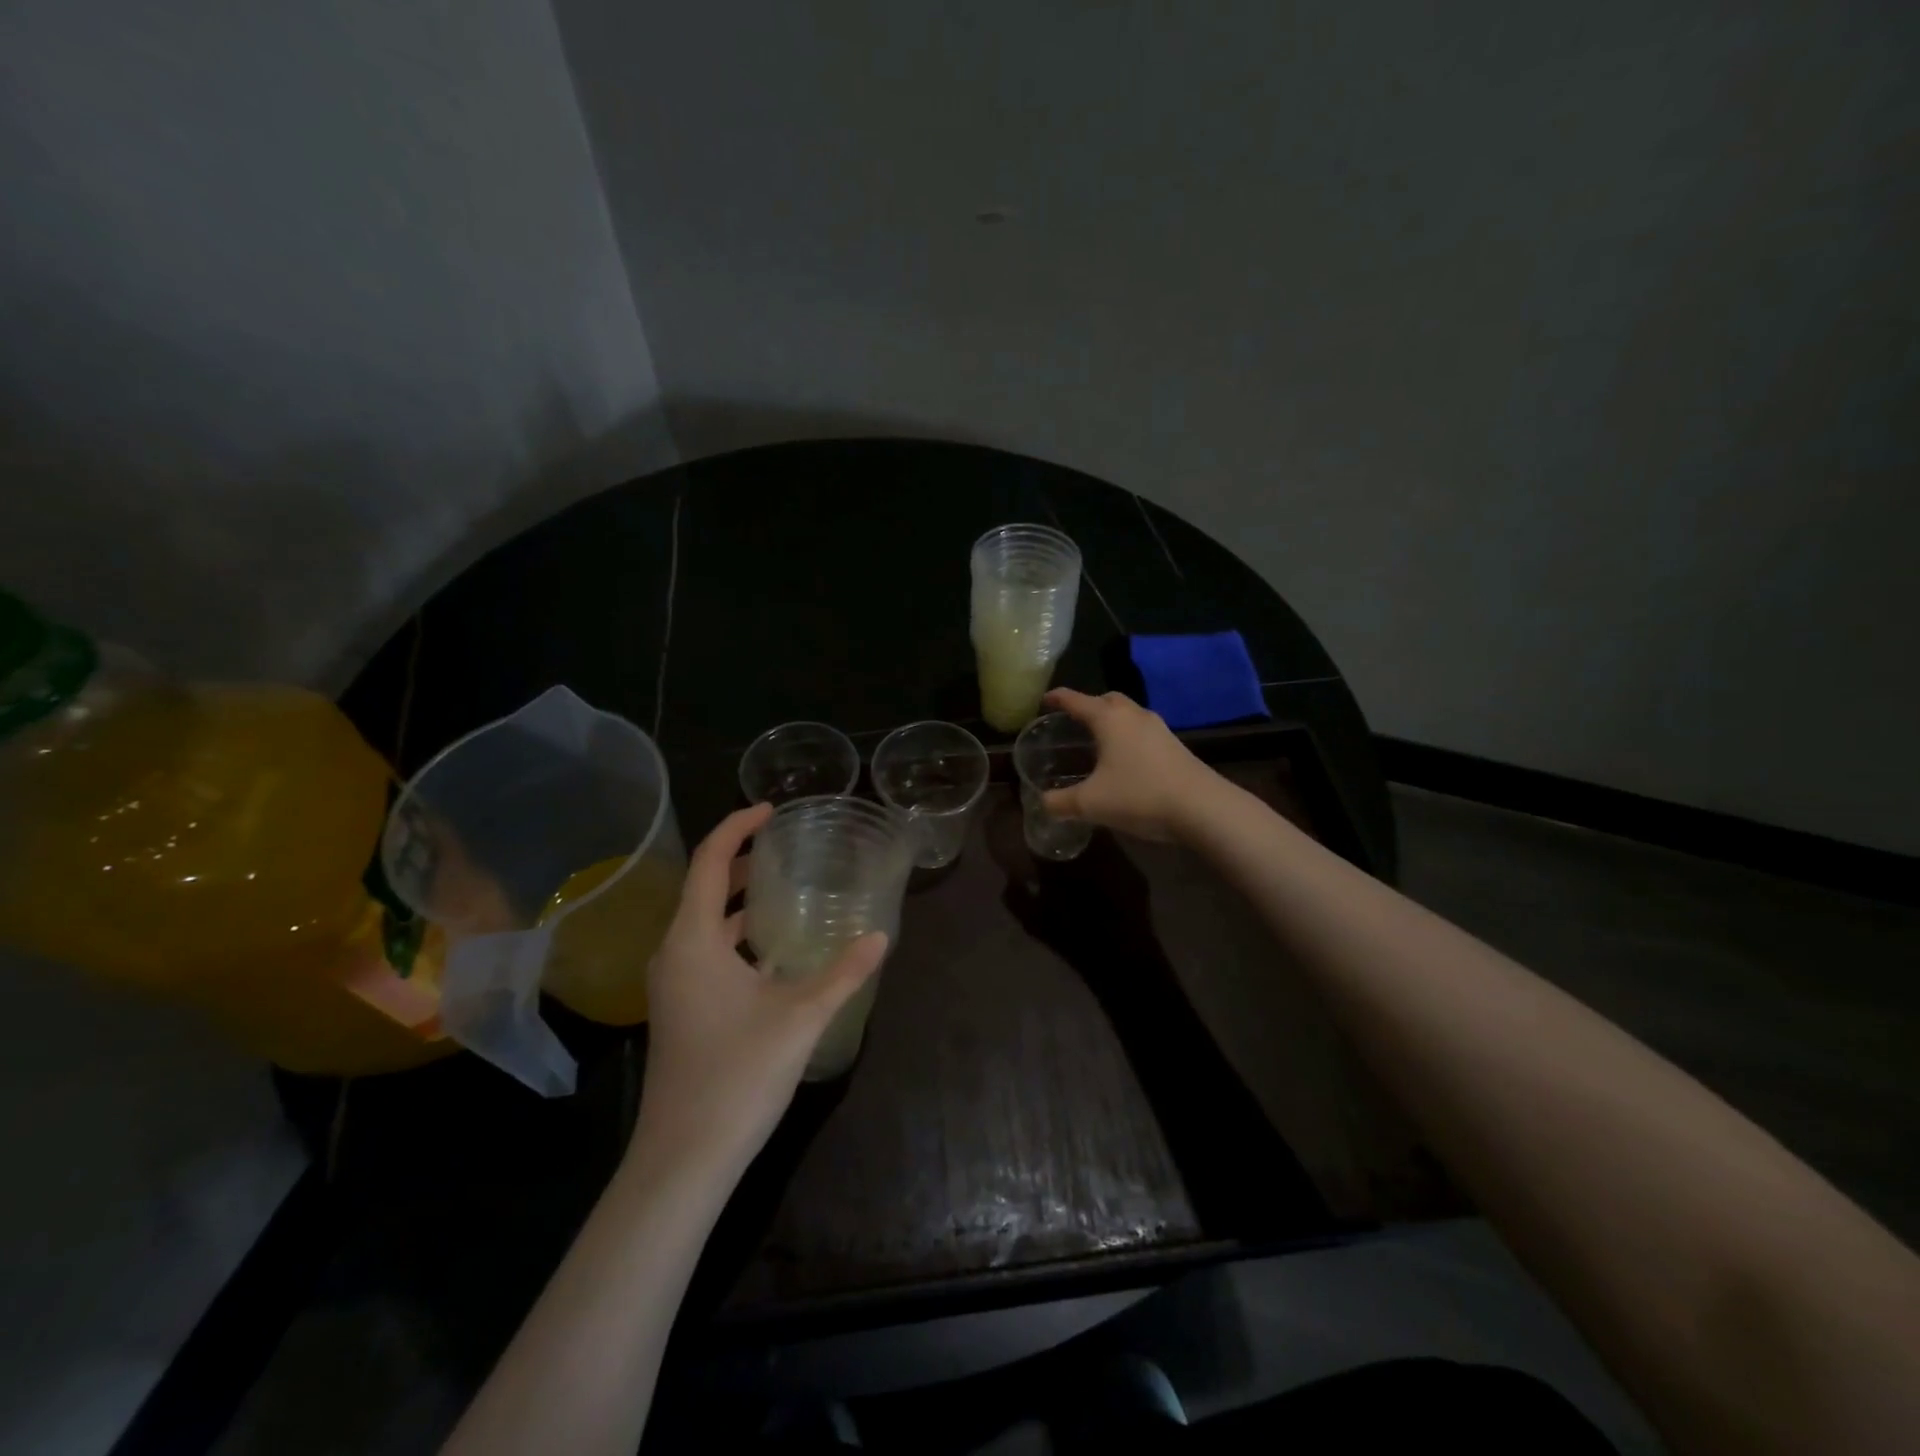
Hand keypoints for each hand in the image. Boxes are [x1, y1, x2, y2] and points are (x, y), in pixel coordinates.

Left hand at [631, 804, 887, 1179]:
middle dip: (739, 862)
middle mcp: (673, 954)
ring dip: (736, 901)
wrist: (684, 1159)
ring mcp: (672, 986)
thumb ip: (843, 972)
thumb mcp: (801, 1017)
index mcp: (692, 941)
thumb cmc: (737, 1075)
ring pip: (703, 924)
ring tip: (782, 889)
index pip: (707, 862)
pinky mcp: (680, 1011)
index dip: (736, 828)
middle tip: (784, 848)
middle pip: (701, 888)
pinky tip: (772, 952)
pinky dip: (734, 935)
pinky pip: (705, 952)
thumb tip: (879, 936)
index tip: (771, 811)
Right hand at [1040, 688, 1219, 841]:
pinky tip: (1124, 761)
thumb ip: (1061, 802)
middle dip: (1088, 706)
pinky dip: (1127, 737)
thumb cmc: (1139, 795)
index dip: (1057, 698)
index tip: (1044, 699)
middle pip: (1107, 699)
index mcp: (1109, 719)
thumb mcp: (1091, 803)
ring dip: (1111, 722)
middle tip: (1072, 721)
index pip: (1076, 700)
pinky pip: (1143, 731)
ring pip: (1128, 715)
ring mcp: (1159, 729)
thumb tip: (1042, 803)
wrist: (1202, 808)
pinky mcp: (1175, 746)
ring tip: (1097, 741)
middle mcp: (1134, 715)